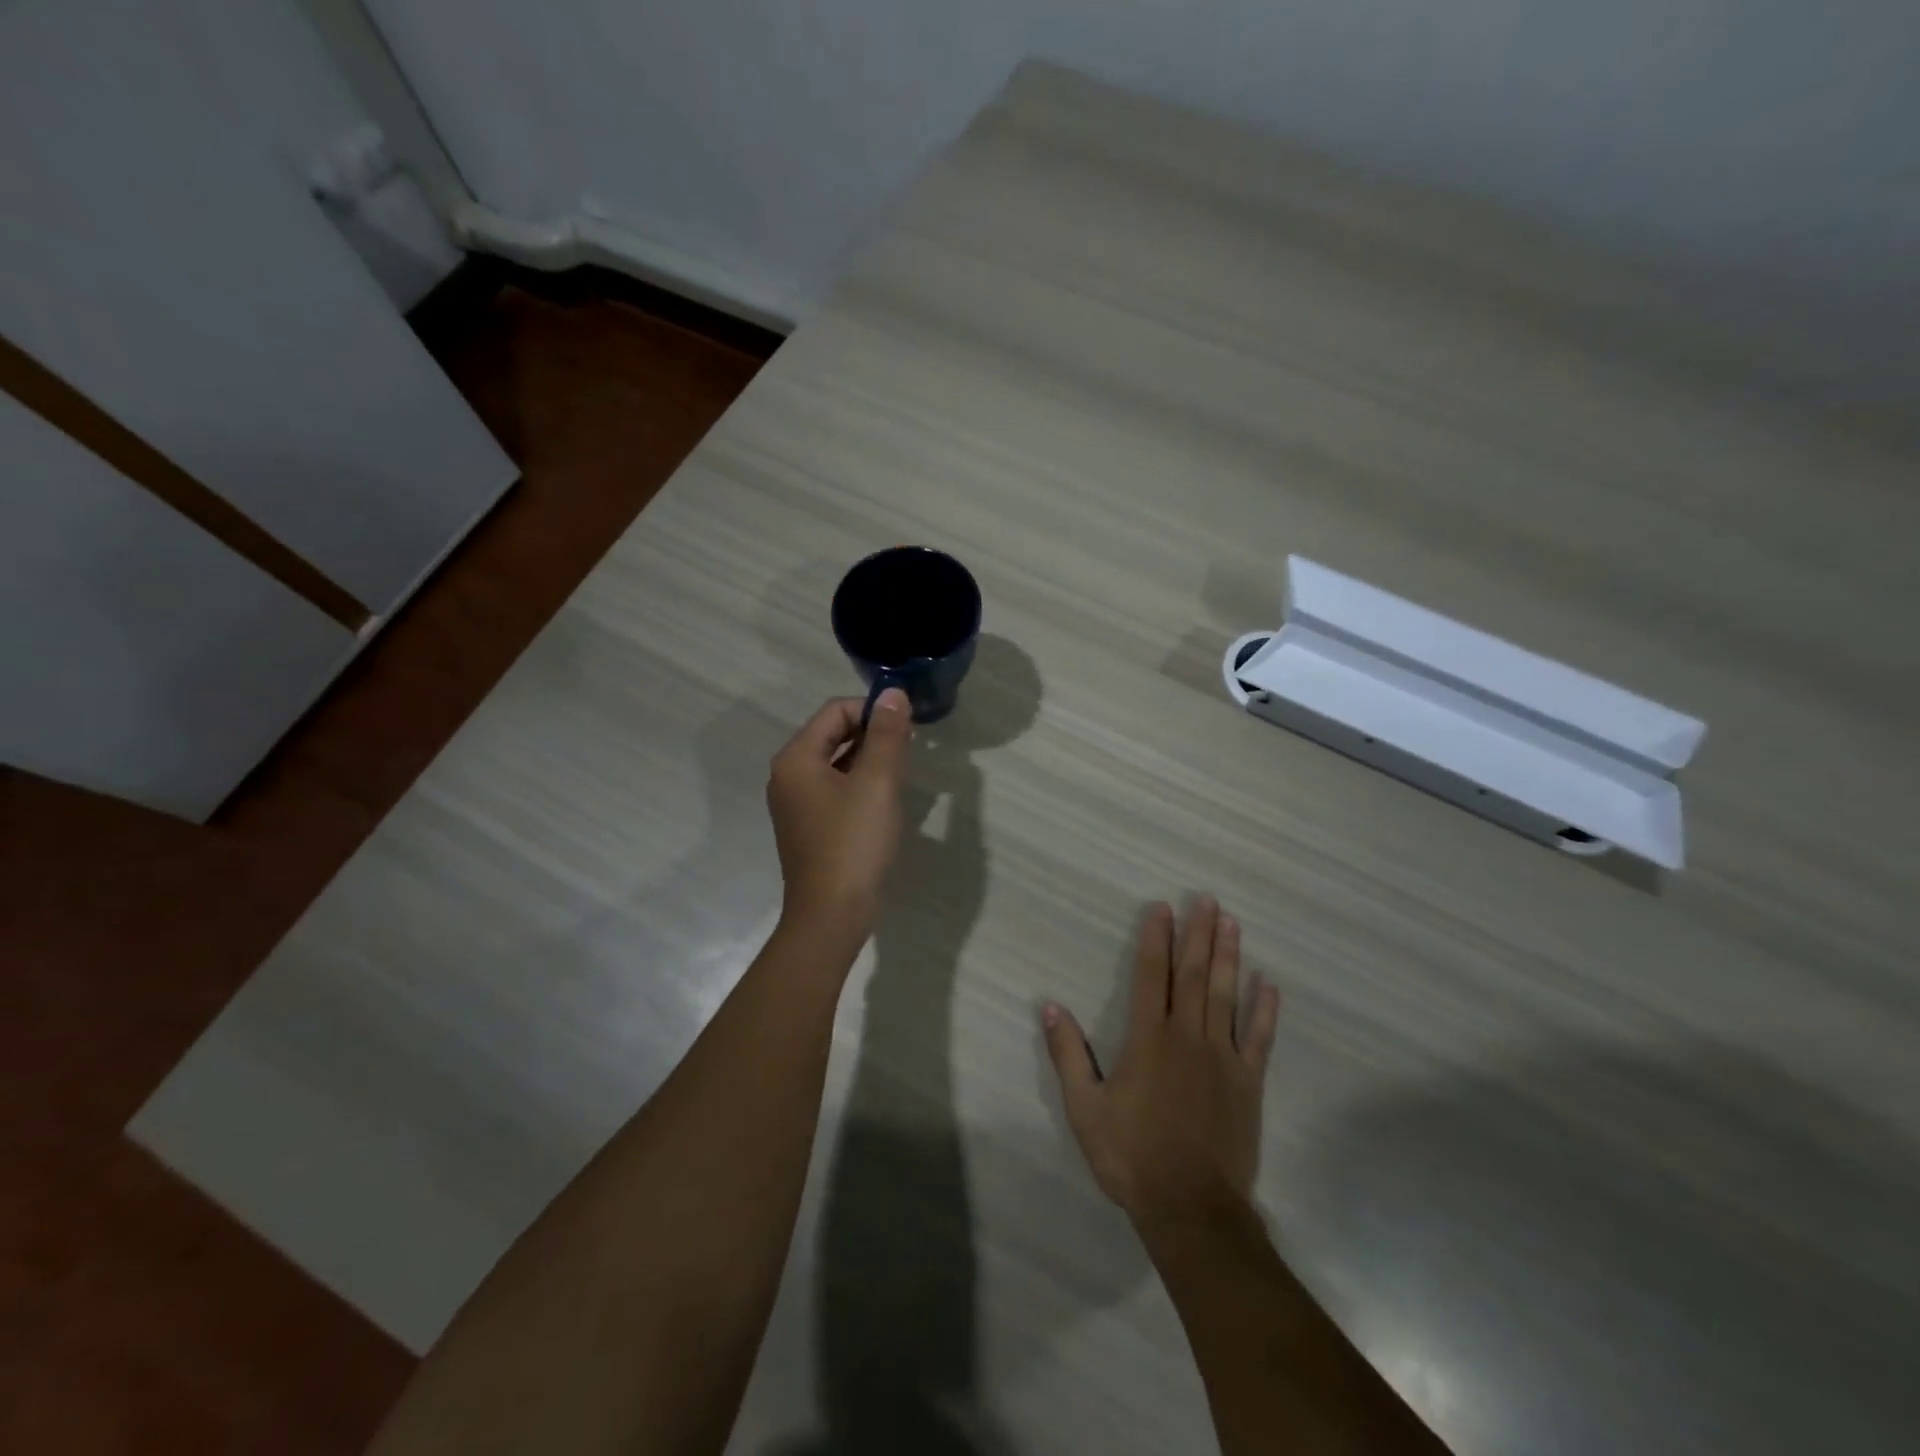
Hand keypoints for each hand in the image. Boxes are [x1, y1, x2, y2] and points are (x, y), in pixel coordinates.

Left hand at [767, 691, 913, 934]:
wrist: (831, 915)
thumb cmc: (853, 843)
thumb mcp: (877, 783)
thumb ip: (887, 735)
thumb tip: (893, 693)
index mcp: (796, 758)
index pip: (835, 711)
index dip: (873, 711)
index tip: (908, 727)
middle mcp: (788, 775)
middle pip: (832, 734)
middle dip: (872, 734)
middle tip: (910, 748)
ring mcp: (796, 803)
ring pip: (836, 762)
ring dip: (869, 759)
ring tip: (902, 771)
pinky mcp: (809, 826)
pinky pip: (835, 789)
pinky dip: (860, 783)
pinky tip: (884, 799)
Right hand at [1042, 898, 1279, 1226]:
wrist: (1191, 1208)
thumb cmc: (1131, 1155)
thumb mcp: (1084, 1108)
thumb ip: (1067, 1054)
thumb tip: (1049, 1006)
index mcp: (1148, 1039)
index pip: (1152, 975)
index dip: (1156, 938)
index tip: (1162, 907)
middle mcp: (1187, 1036)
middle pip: (1194, 975)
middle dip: (1198, 934)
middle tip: (1206, 899)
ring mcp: (1222, 1057)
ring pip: (1226, 995)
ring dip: (1228, 957)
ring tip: (1231, 923)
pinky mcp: (1247, 1083)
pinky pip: (1259, 1038)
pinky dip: (1264, 1010)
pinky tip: (1269, 985)